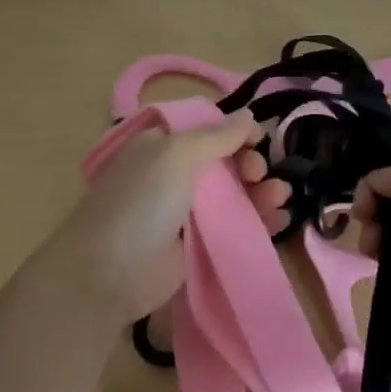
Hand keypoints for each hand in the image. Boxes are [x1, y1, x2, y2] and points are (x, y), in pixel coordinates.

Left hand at [46, 109, 291, 320]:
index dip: (235, 131)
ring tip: (281, 196)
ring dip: (260, 191)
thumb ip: (217, 136)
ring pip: (232, 195)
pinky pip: (232, 226)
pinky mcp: (196, 246)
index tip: (260, 140)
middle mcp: (172, 175)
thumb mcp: (176, 155)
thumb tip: (249, 117)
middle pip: (223, 162)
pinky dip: (257, 220)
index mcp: (161, 146)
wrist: (109, 274)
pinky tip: (280, 219)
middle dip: (249, 163)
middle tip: (260, 174)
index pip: (206, 130)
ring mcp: (184, 212)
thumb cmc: (141, 202)